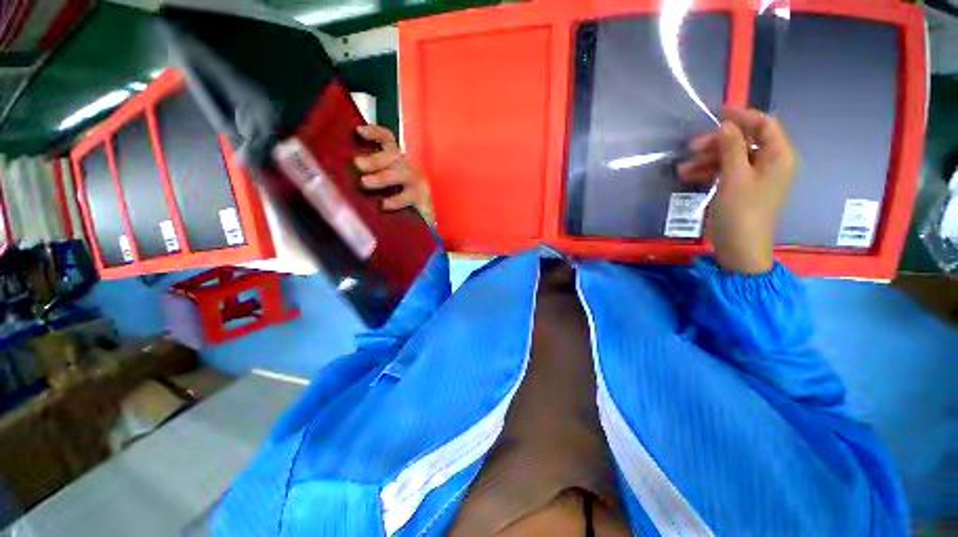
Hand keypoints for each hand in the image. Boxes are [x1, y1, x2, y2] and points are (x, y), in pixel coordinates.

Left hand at [354, 125, 433, 220]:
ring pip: (403, 173)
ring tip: (365, 183)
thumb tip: (340, 175)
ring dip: (383, 177)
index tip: (358, 131)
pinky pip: (409, 197)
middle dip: (375, 159)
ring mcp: (417, 184)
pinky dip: (396, 200)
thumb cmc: (398, 202)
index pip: (387, 140)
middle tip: (358, 165)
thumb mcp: (382, 187)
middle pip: (394, 156)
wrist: (423, 222)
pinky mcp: (423, 200)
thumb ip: (368, 178)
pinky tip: (384, 204)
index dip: (375, 133)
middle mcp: (407, 169)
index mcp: (396, 162)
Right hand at [677, 106, 796, 273]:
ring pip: (732, 157)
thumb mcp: (734, 177)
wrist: (740, 248)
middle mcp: (771, 163)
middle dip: (718, 141)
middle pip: (745, 141)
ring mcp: (755, 177)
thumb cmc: (741, 211)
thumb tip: (726, 125)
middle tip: (691, 146)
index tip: (716, 112)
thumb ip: (732, 147)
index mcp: (778, 156)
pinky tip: (689, 176)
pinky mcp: (741, 189)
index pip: (764, 124)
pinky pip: (726, 172)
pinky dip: (708, 172)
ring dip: (707, 159)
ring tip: (682, 167)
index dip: (742, 116)